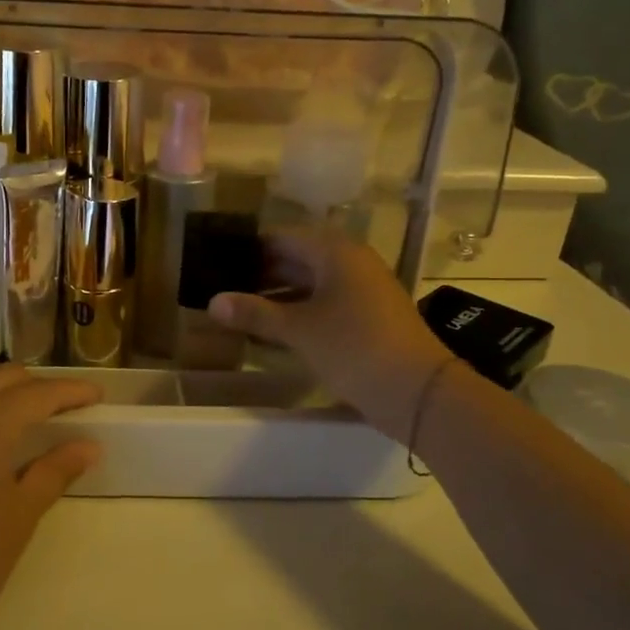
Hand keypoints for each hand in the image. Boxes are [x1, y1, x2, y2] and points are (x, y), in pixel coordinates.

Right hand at [208, 232, 451, 444]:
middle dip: (260, 274)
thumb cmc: (354, 347)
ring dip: (277, 296)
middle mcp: (350, 262)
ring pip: (309, 284)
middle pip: (296, 258)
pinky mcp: (367, 317)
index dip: (249, 248)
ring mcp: (362, 290)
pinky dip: (297, 312)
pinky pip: (323, 304)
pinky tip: (271, 330)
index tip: (217, 261)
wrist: (417, 392)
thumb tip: (212, 302)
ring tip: (239, 310)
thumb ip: (254, 313)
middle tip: (222, 288)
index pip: (282, 237)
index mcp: (335, 251)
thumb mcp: (298, 329)